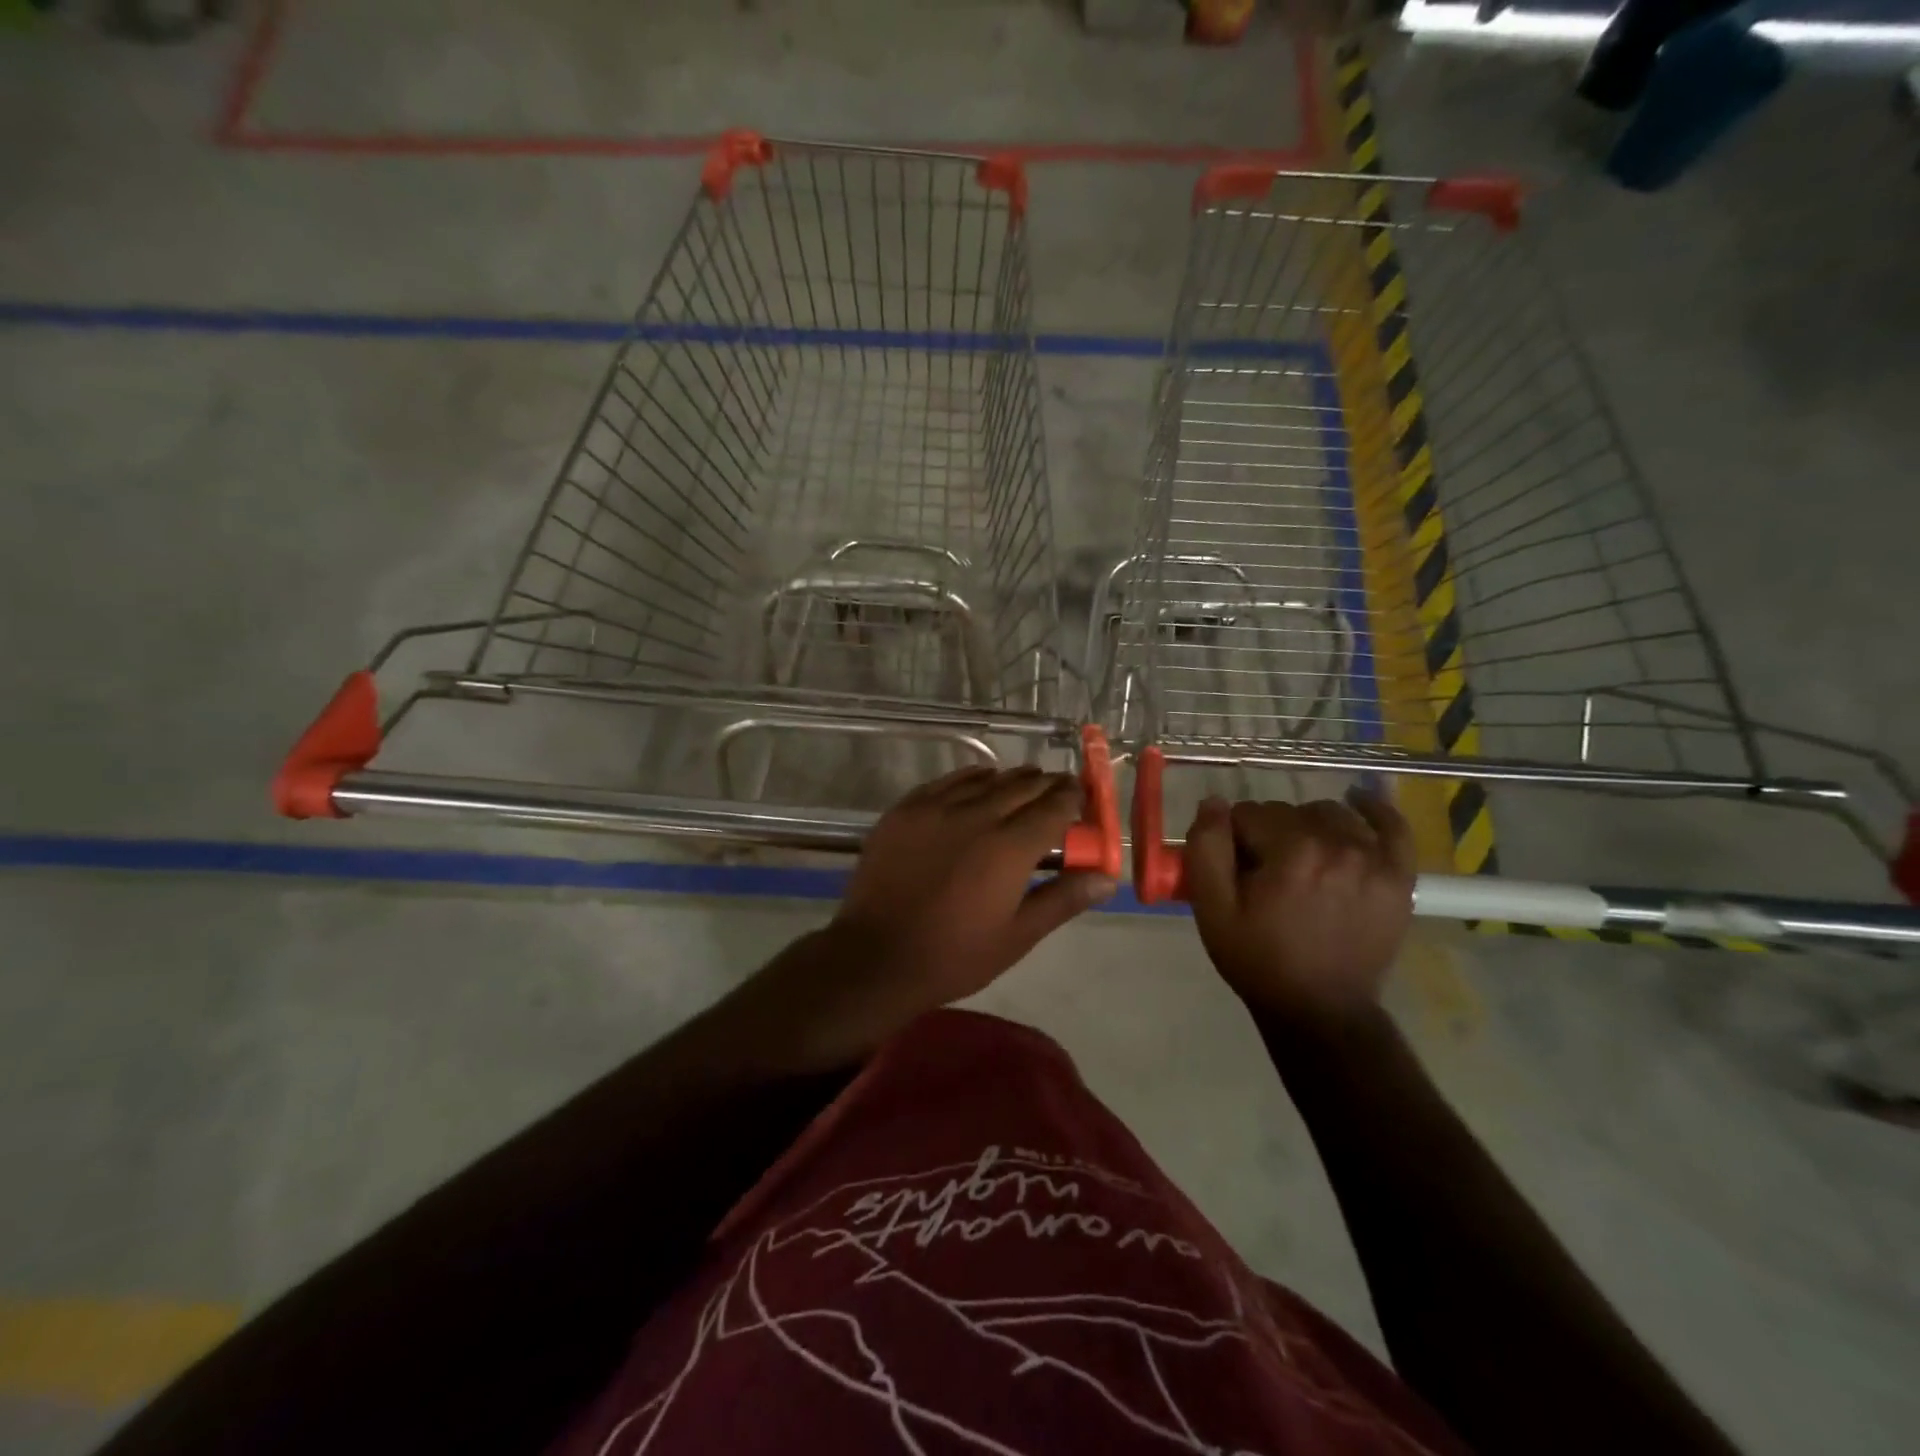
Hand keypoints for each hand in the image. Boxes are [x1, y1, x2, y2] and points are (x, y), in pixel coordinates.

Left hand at [736, 766, 1116, 1066]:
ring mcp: (936, 808)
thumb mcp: (1017, 936)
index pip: (1054, 807)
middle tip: (1058, 792)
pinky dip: (973, 778)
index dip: (1073, 798)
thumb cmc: (954, 955)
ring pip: (986, 779)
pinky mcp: (906, 808)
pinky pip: (948, 781)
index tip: (1081, 798)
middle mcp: (976, 815)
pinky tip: (980, 783)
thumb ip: (1062, 898)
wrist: (876, 957)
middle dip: (1047, 785)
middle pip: (1022, 786)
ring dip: (1012, 780)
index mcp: (1010, 848)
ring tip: (1024, 786)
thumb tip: (1108, 878)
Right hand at [1184, 791, 1415, 1028]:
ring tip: (1301, 860)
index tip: (1235, 871)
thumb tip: (1213, 803)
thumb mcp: (1212, 909)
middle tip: (1265, 875)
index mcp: (1293, 851)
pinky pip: (1392, 826)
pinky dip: (1374, 810)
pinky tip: (1357, 804)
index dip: (1234, 839)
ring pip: (1331, 814)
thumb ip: (1205, 848)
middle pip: (1289, 812)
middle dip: (1269, 834)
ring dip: (1309, 827)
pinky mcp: (1399, 876)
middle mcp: (1339, 845)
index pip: (1250, 814)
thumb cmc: (1259, 959)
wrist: (1320, 1010)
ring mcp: (1376, 859)